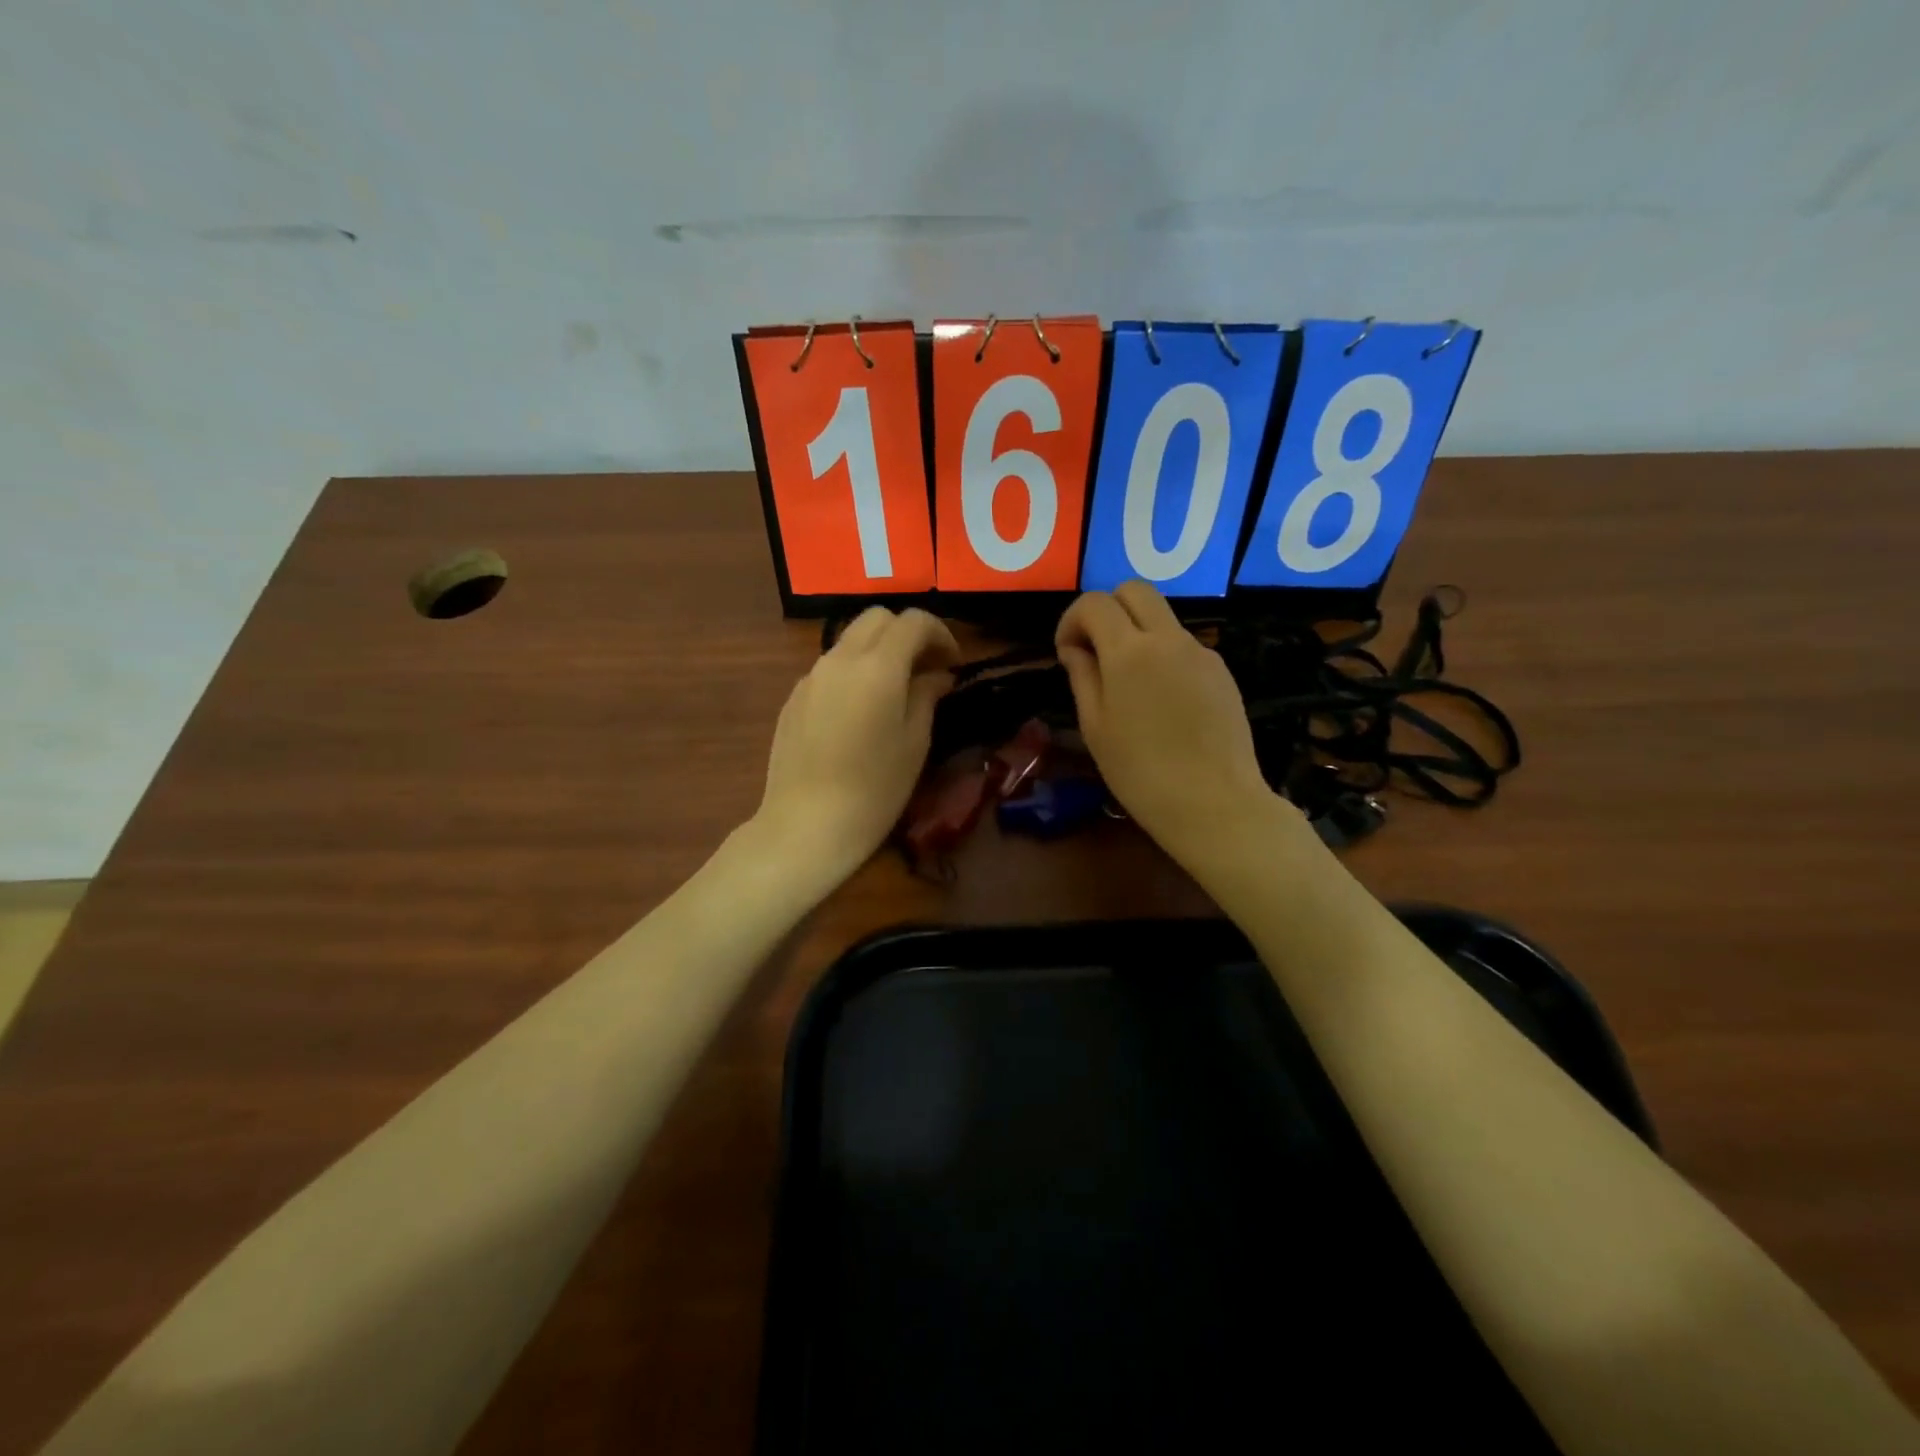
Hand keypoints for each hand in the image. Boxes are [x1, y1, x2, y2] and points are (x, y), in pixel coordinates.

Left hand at [754, 607, 959, 887]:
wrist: (806, 825)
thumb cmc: (874, 789)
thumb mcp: (914, 742)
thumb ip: (926, 695)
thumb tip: (937, 675)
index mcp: (877, 666)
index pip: (913, 622)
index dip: (940, 633)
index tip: (954, 662)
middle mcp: (840, 659)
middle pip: (876, 619)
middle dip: (906, 633)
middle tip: (927, 667)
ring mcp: (811, 677)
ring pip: (850, 641)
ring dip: (878, 651)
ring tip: (896, 689)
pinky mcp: (793, 698)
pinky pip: (830, 669)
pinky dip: (853, 673)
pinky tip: (861, 711)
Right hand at [1056, 581, 1274, 865]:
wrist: (1214, 803)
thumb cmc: (1141, 773)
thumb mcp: (1095, 727)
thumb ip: (1083, 677)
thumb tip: (1077, 649)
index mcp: (1129, 652)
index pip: (1094, 603)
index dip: (1072, 620)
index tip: (1067, 653)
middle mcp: (1168, 639)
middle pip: (1135, 590)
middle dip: (1108, 609)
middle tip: (1097, 651)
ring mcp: (1201, 653)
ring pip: (1162, 618)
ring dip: (1137, 633)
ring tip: (1129, 685)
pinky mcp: (1222, 672)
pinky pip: (1184, 647)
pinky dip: (1164, 656)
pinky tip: (1163, 703)